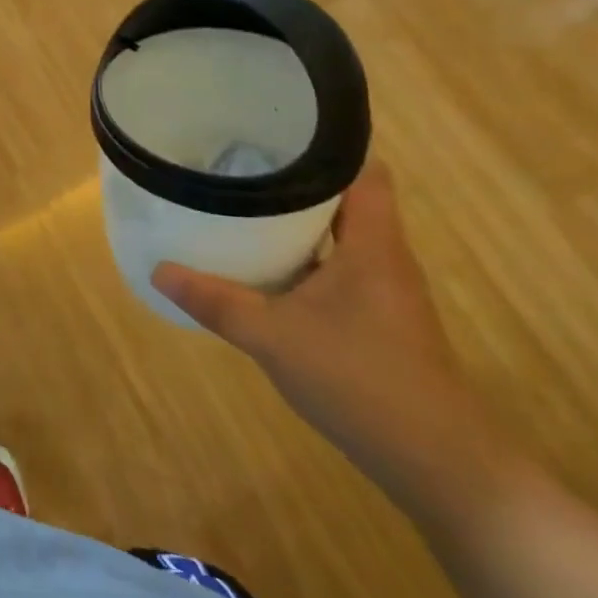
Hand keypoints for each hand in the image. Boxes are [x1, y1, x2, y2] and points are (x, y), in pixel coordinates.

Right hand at [153, 166, 500, 504]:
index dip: (325, 146)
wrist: (439, 463)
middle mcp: (384, 257)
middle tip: (239, 165)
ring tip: (243, 205)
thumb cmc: (361, 381)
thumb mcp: (273, 337)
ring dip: (299, 220)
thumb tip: (159, 269)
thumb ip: (215, 301)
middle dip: (296, 179)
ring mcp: (384, 290)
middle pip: (346, 197)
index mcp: (372, 244)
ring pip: (341, 234)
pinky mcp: (379, 318)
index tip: (273, 134)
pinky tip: (266, 267)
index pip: (363, 170)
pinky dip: (305, 255)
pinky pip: (338, 265)